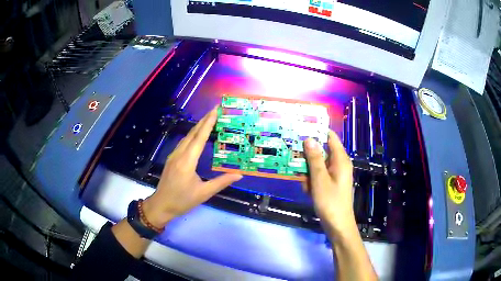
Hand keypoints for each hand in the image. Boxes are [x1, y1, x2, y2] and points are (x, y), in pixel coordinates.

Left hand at [142, 107, 242, 227]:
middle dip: (204, 120)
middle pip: (192, 133)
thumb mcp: (204, 193)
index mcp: (187, 162)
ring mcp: (173, 156)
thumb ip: (221, 182)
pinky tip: (197, 135)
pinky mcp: (171, 159)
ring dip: (198, 126)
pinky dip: (192, 135)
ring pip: (187, 137)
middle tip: (215, 110)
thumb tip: (239, 175)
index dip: (208, 124)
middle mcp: (179, 154)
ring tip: (209, 119)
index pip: (199, 138)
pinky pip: (183, 142)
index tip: (215, 111)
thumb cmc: (182, 201)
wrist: (161, 205)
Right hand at [303, 131, 354, 235]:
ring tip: (305, 185)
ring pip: (317, 165)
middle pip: (321, 151)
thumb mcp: (320, 179)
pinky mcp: (330, 184)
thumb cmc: (330, 201)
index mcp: (340, 160)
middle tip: (296, 162)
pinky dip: (312, 182)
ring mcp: (334, 175)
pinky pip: (318, 176)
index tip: (301, 130)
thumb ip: (314, 158)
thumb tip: (309, 138)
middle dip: (308, 158)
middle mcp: (339, 164)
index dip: (317, 132)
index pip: (330, 137)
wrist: (337, 225)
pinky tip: (309, 192)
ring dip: (308, 173)